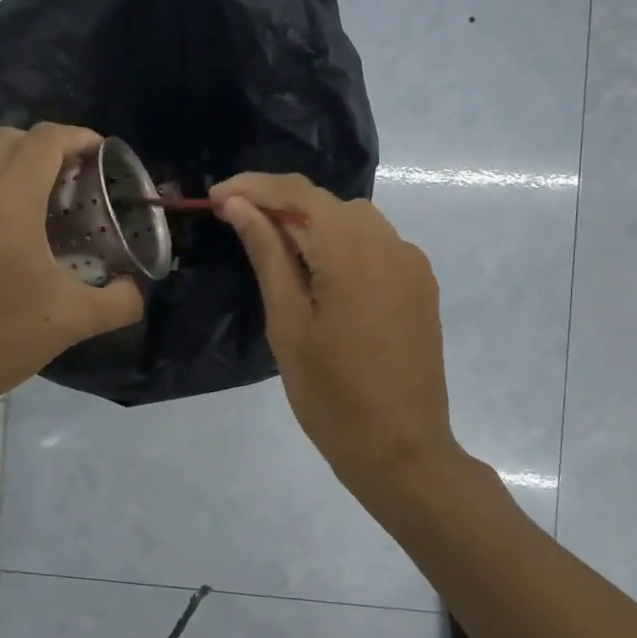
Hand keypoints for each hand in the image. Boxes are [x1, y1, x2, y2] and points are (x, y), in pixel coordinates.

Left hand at [0, 125, 143, 417]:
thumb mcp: (71, 322)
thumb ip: (119, 302)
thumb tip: (136, 291)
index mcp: (8, 203)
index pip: (45, 140)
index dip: (82, 138)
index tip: (109, 159)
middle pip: (13, 138)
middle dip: (53, 146)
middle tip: (85, 179)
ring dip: (28, 169)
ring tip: (64, 207)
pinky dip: (9, 192)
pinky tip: (33, 238)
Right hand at [211, 172, 458, 495]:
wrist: (402, 450)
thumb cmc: (332, 396)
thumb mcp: (288, 324)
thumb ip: (267, 255)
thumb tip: (240, 206)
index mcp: (354, 252)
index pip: (299, 194)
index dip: (254, 187)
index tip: (216, 196)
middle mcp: (391, 244)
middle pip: (328, 204)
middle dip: (281, 206)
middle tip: (238, 227)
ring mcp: (412, 264)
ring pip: (353, 222)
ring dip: (312, 226)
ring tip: (275, 255)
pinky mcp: (420, 286)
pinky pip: (375, 247)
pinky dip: (341, 247)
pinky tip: (320, 278)